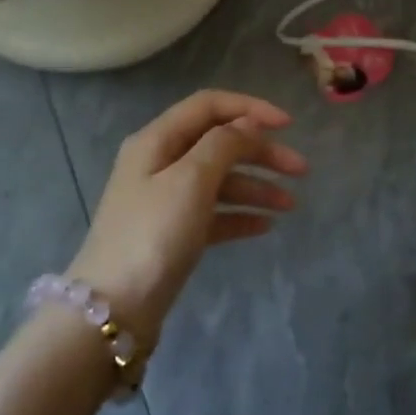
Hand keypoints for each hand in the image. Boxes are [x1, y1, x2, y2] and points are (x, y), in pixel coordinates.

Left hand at [68, 90, 307, 345]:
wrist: (114, 309)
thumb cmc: (153, 234)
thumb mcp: (191, 180)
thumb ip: (224, 144)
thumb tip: (248, 123)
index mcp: (157, 140)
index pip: (209, 106)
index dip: (250, 109)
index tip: (289, 126)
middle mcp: (160, 162)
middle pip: (219, 143)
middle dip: (261, 152)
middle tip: (301, 170)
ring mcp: (166, 200)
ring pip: (220, 180)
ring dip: (256, 186)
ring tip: (291, 206)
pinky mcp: (173, 233)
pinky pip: (214, 213)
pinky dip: (240, 215)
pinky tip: (266, 226)